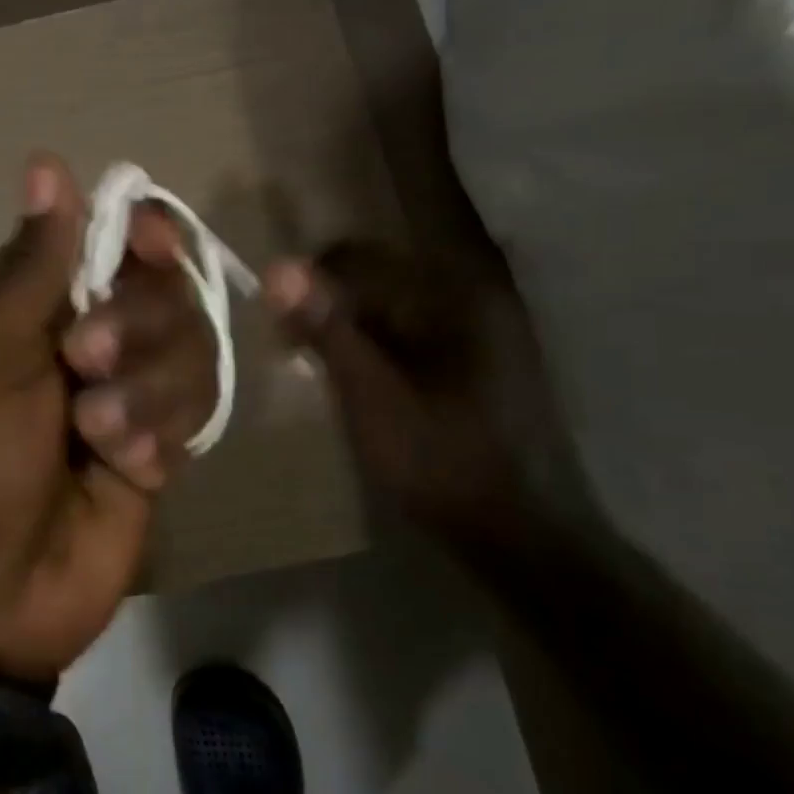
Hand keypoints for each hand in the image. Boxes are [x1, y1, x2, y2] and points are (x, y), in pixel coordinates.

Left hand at [0, 155, 215, 682]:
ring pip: (189, 345)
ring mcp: (127, 390)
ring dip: (147, 389)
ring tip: (100, 435)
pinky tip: (127, 469)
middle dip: (137, 322)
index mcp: (31, 305)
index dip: (137, 232)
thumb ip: (30, 266)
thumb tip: (47, 163)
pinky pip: (197, 407)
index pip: (106, 238)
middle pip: (162, 286)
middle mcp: (84, 337)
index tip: (148, 243)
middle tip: (86, 362)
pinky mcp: (160, 442)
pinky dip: (161, 433)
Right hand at [263, 241, 557, 537]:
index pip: (358, 258)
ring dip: (349, 330)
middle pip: (376, 279)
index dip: (308, 284)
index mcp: (450, 296)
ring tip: (320, 370)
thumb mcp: (370, 395)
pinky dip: (376, 349)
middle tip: (294, 351)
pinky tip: (360, 384)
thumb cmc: (438, 462)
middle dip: (328, 308)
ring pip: (389, 309)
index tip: (280, 329)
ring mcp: (477, 330)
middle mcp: (469, 298)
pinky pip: (409, 334)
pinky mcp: (476, 360)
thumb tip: (278, 268)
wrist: (516, 535)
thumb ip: (327, 329)